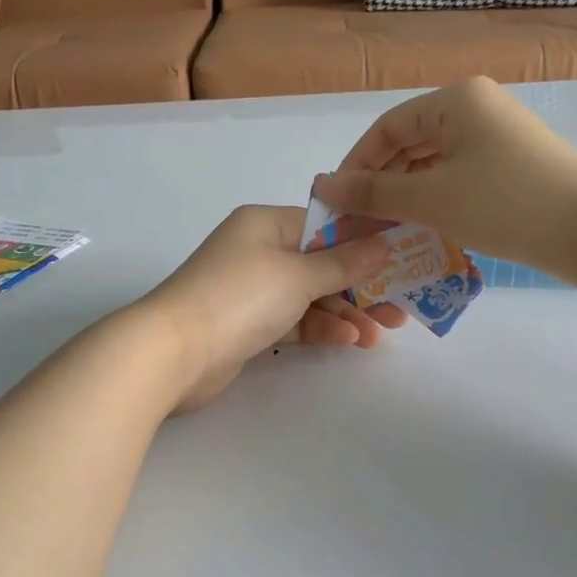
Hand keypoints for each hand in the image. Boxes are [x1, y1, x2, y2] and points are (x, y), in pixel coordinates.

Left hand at [137, 205, 406, 410]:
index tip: (402, 259)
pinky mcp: (248, 325)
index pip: (324, 225)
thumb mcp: (298, 274)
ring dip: (345, 312)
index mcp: (266, 224)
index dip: (364, 242)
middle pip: (320, 264)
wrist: (174, 352)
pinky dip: (320, 328)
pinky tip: (349, 341)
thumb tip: (383, 242)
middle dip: (361, 285)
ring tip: (380, 334)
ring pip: (310, 296)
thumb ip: (344, 262)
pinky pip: (294, 320)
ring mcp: (251, 290)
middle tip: (400, 307)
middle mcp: (258, 251)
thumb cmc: (239, 297)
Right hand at [314, 77, 576, 289]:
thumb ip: (372, 191)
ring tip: (385, 230)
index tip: (337, 204)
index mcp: (455, 100)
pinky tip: (422, 229)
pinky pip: (457, 177)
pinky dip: (434, 201)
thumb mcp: (430, 198)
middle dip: (379, 183)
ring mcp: (497, 137)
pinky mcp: (512, 166)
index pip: (386, 128)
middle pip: (409, 143)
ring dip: (405, 195)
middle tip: (358, 222)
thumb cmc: (504, 203)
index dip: (355, 165)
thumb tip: (322, 185)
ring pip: (432, 163)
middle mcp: (476, 108)